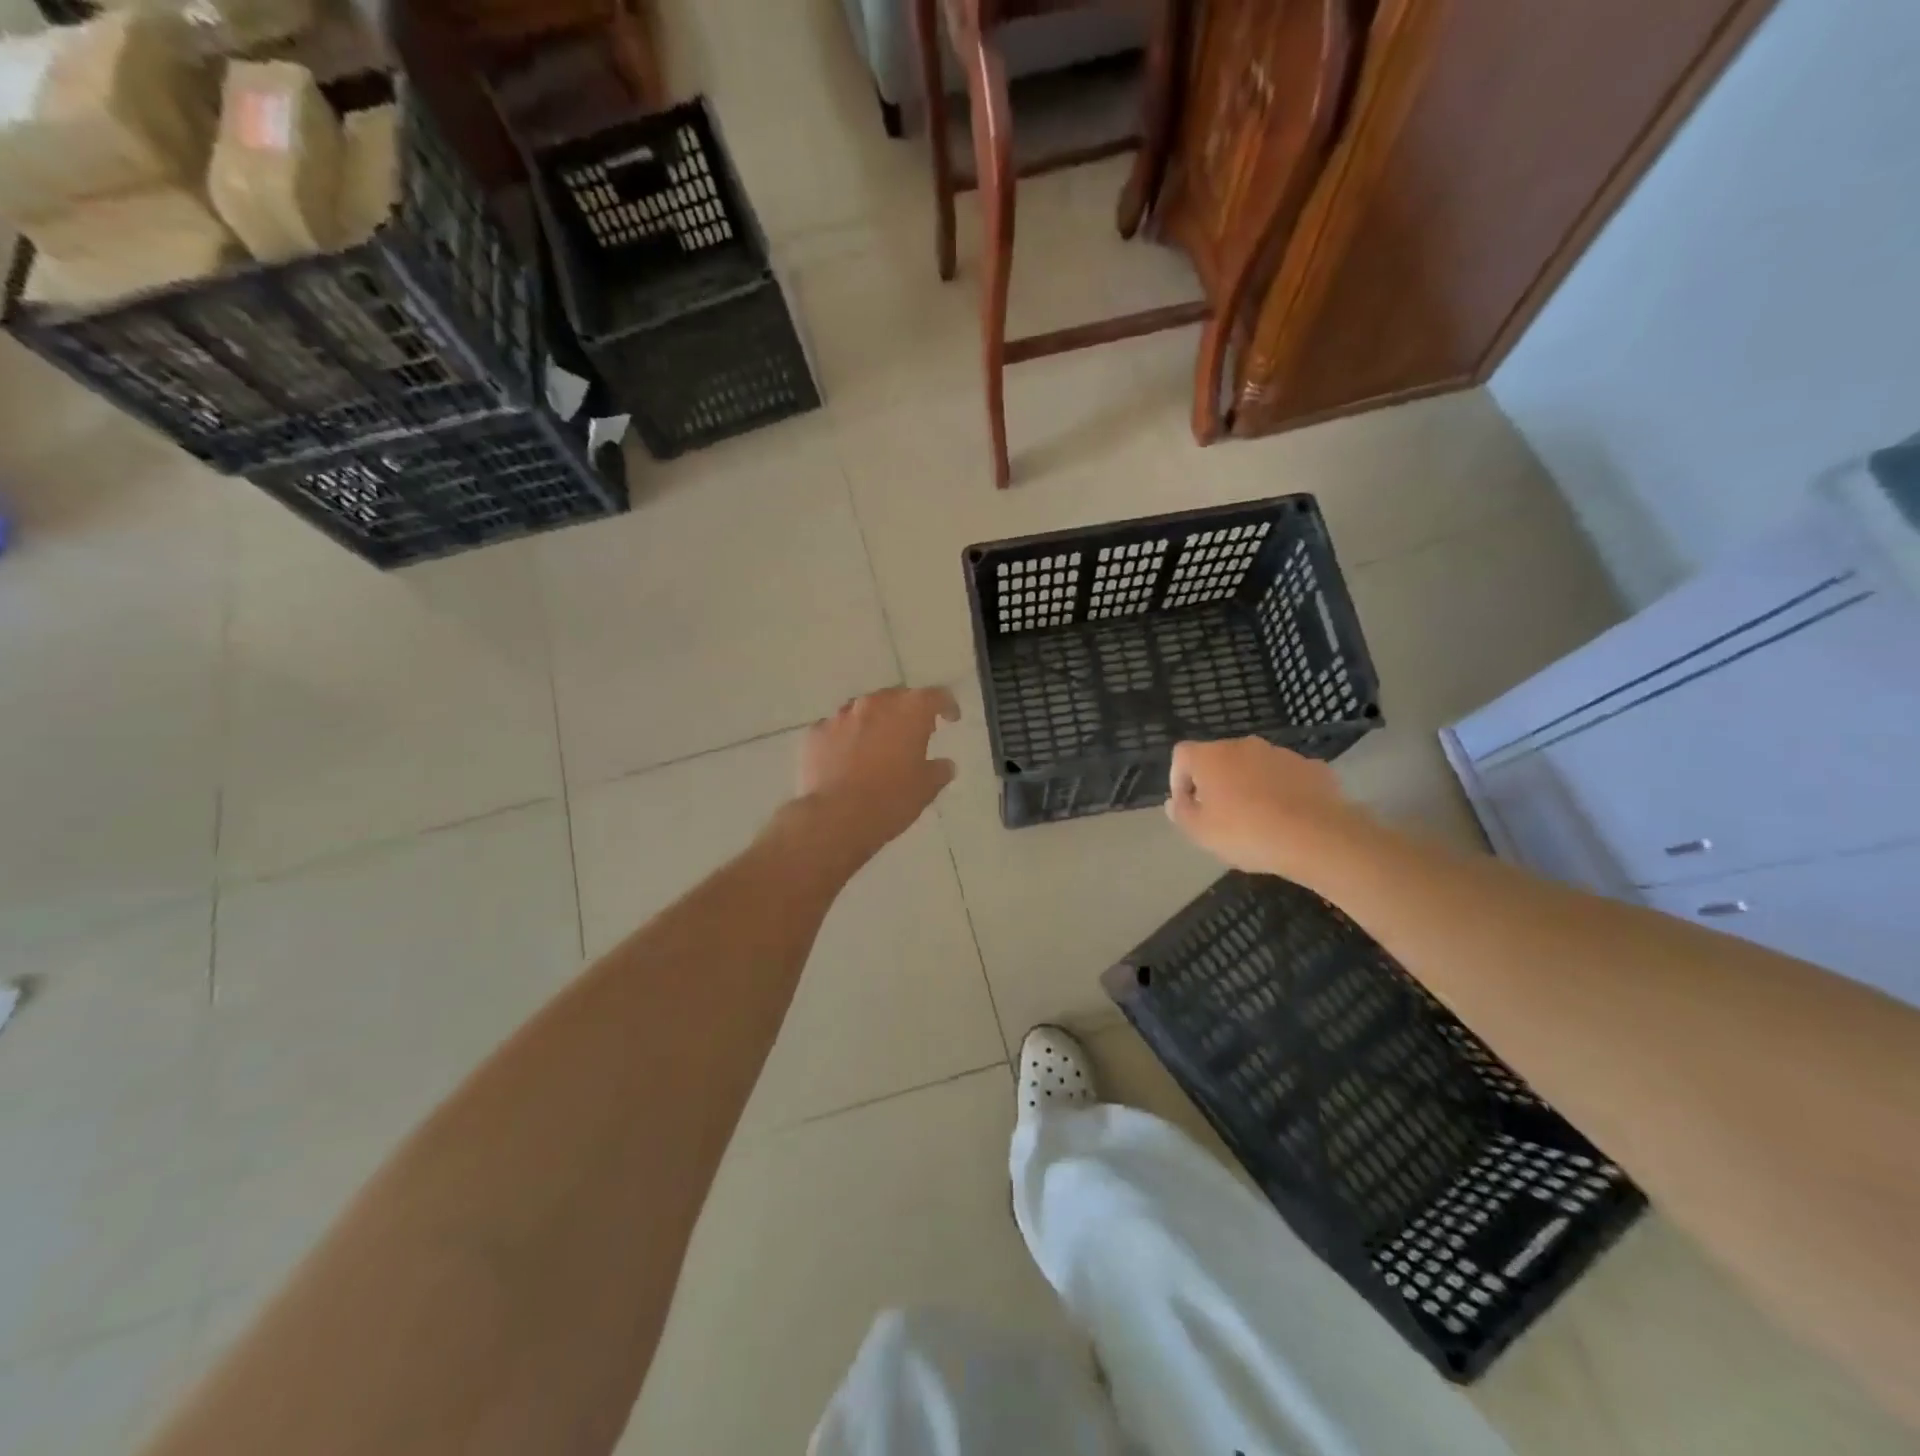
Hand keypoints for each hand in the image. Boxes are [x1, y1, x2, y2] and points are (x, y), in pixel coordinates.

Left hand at [794, 687, 960, 861]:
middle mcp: (875, 704)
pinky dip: (846, 738)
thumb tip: (944, 765)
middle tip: (913, 733)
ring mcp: (841, 716)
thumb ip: (939, 771)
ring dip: (874, 722)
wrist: (836, 817)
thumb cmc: (891, 799)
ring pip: (863, 710)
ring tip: (877, 745)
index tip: (951, 718)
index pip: (935, 696)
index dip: (946, 705)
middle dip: (907, 712)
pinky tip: (847, 758)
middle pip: (897, 698)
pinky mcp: (816, 733)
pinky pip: (836, 729)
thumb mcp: (926, 789)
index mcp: (909, 711)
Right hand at [1166, 737, 1359, 875]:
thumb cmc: (1247, 833)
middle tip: (1220, 814)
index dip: (1178, 779)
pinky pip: (1286, 776)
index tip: (1188, 806)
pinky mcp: (1312, 767)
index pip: (1181, 755)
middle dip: (1216, 782)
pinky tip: (1288, 817)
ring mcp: (1281, 754)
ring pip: (1254, 766)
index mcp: (1211, 757)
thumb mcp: (1201, 833)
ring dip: (1249, 785)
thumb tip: (1176, 802)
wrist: (1318, 837)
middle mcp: (1244, 746)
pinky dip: (1281, 790)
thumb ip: (1182, 814)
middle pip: (1219, 758)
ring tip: (1257, 819)